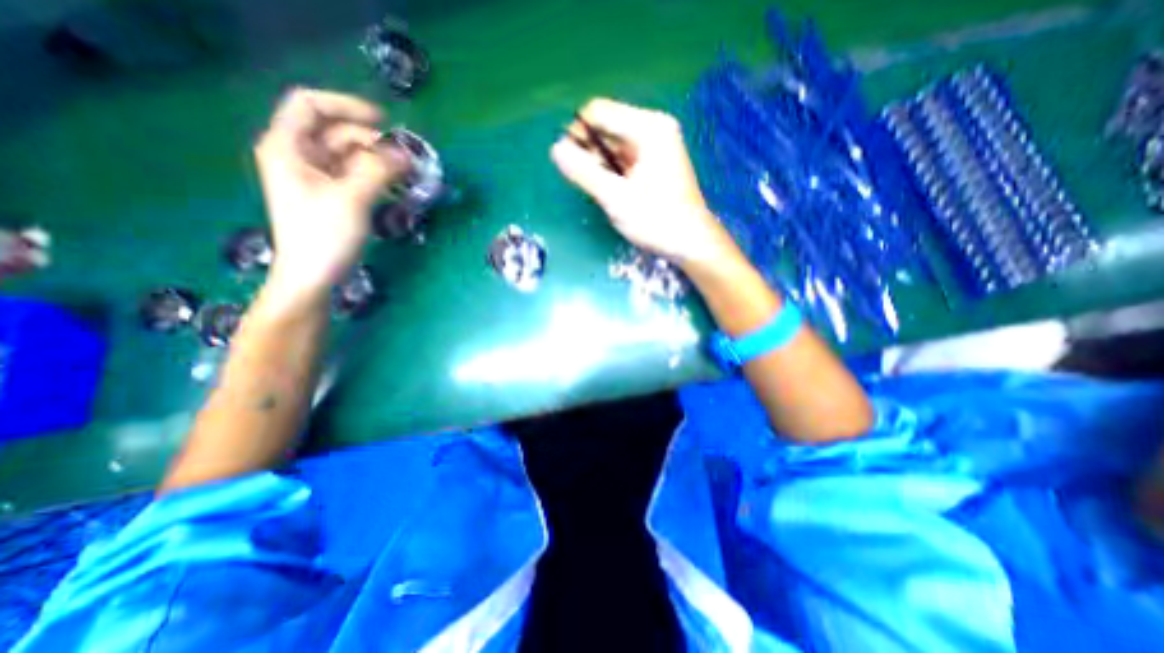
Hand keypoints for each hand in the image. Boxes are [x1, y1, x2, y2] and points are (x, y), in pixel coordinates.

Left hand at [255, 87, 407, 308]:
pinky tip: (395, 185)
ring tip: (407, 174)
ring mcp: (315, 176)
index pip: (310, 105)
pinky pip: (355, 174)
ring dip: (378, 160)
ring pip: (349, 154)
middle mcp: (299, 155)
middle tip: (405, 159)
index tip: (384, 122)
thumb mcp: (352, 198)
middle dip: (372, 140)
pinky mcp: (331, 194)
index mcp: (288, 146)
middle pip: (336, 131)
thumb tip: (405, 155)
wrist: (314, 275)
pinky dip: (375, 176)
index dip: (347, 106)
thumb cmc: (324, 235)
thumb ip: (378, 171)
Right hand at [552, 101, 734, 266]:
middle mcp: (652, 129)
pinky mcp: (654, 163)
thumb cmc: (656, 221)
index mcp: (648, 128)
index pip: (598, 112)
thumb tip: (555, 149)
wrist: (691, 243)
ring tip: (602, 193)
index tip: (569, 164)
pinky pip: (623, 159)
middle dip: (589, 153)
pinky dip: (612, 173)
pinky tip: (612, 193)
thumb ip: (584, 172)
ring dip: (600, 166)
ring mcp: (655, 146)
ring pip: (612, 146)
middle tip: (589, 184)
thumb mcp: (616, 198)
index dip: (577, 134)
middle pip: (606, 128)